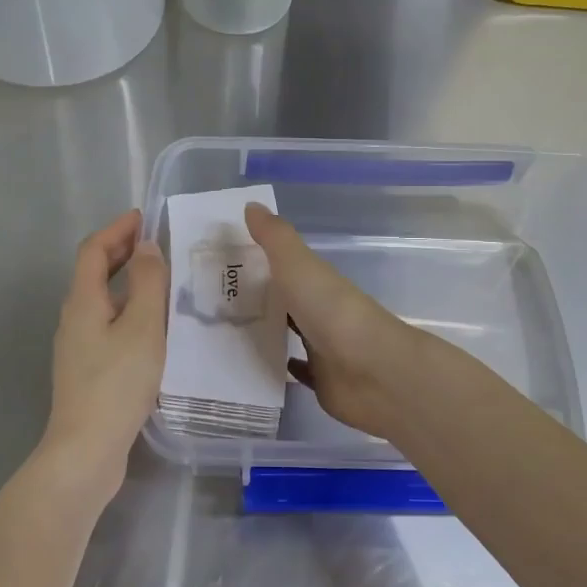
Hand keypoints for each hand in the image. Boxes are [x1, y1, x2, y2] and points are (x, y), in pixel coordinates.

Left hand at [38, 210, 167, 502]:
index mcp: (83, 301)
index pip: (93, 250)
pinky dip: (128, 311)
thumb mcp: (143, 327)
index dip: (116, 229)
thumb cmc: (117, 383)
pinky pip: (107, 325)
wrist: (86, 450)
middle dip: (121, 252)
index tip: (142, 217)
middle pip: (93, 273)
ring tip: (162, 283)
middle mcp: (74, 318)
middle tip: (154, 244)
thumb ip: (148, 283)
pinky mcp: (86, 370)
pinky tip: (152, 328)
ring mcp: (77, 346)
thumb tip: (146, 247)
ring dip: (127, 283)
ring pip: (101, 301)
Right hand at [244, 202, 424, 438]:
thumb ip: (274, 238)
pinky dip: (281, 366)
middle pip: (286, 302)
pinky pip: (299, 372)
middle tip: (212, 302)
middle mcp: (321, 312)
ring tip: (223, 333)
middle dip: (258, 300)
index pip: (285, 268)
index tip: (222, 265)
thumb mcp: (298, 266)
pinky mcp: (324, 382)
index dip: (258, 264)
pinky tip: (256, 366)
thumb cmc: (332, 312)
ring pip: (291, 335)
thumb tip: (251, 205)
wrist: (374, 372)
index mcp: (318, 283)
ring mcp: (324, 349)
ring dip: (267, 332)